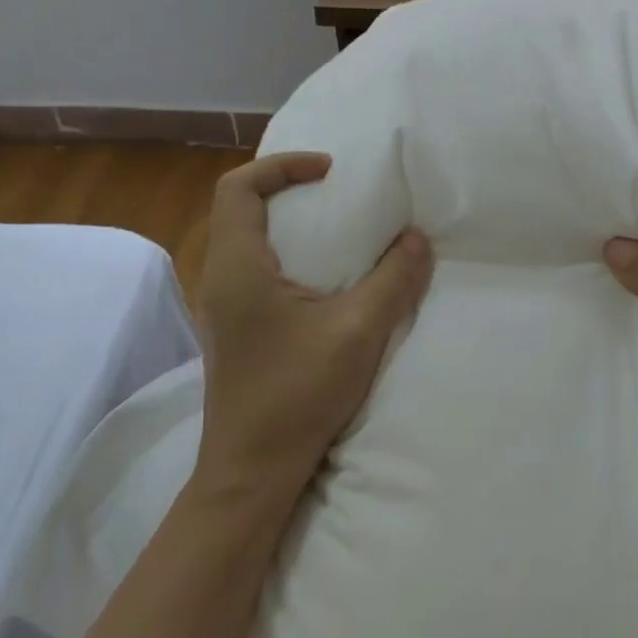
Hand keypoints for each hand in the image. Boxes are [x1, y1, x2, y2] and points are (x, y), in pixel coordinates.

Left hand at [195, 151, 432, 508]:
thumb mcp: (358, 331)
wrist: (251, 471)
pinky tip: (323, 277)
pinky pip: (253, 267)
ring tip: (335, 227)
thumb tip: (417, 238)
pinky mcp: (234, 328)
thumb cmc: (297, 394)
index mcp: (238, 266)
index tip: (330, 172)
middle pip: (238, 207)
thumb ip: (394, 279)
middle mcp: (220, 278)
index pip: (238, 187)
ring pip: (244, 238)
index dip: (282, 166)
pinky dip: (285, 252)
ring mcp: (222, 306)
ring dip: (286, 221)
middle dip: (285, 187)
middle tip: (336, 192)